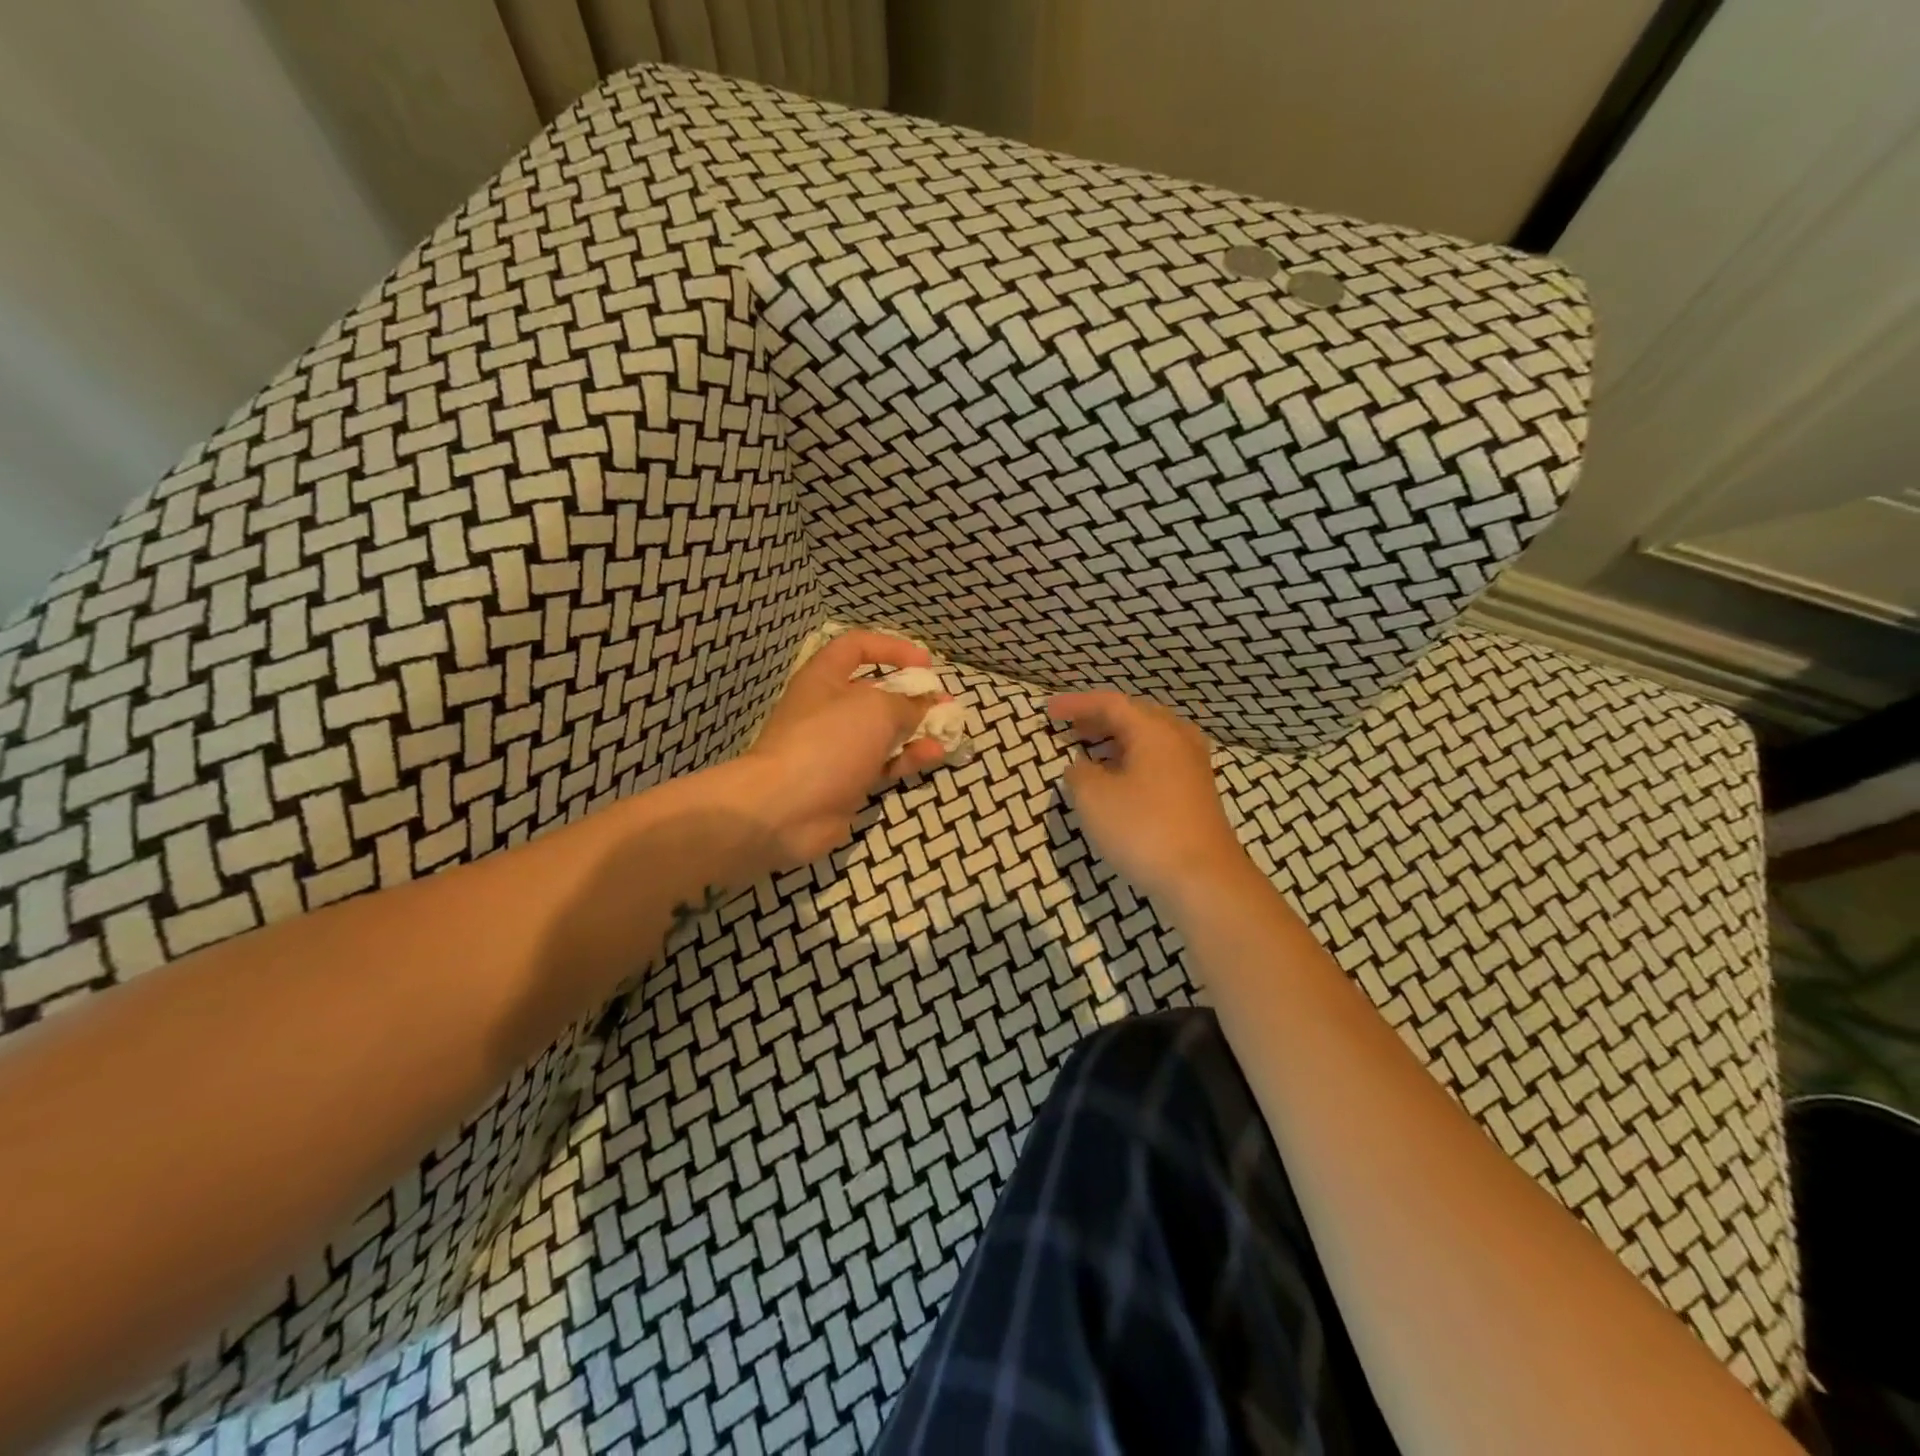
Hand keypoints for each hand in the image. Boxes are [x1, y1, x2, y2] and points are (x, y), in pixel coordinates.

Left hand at [729, 632, 946, 869]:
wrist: (785, 809)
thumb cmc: (828, 742)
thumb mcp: (876, 709)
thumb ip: (907, 704)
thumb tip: (926, 706)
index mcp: (824, 678)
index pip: (857, 647)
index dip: (892, 648)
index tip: (925, 663)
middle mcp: (829, 708)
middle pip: (875, 692)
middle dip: (913, 695)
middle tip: (944, 703)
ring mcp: (837, 747)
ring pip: (884, 731)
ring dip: (917, 729)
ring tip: (948, 731)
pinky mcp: (846, 780)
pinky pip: (884, 763)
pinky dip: (908, 758)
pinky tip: (934, 756)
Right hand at [1048, 690, 1248, 901]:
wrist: (1204, 879)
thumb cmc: (1144, 830)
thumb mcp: (1094, 799)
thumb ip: (1079, 774)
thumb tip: (1081, 767)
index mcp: (1154, 731)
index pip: (1110, 704)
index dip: (1077, 704)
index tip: (1048, 711)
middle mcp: (1179, 740)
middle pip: (1135, 716)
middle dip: (1099, 719)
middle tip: (1070, 727)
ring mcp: (1193, 767)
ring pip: (1150, 740)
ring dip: (1117, 740)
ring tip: (1091, 750)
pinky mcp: (1198, 793)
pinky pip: (1160, 761)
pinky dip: (1133, 760)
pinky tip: (1119, 780)